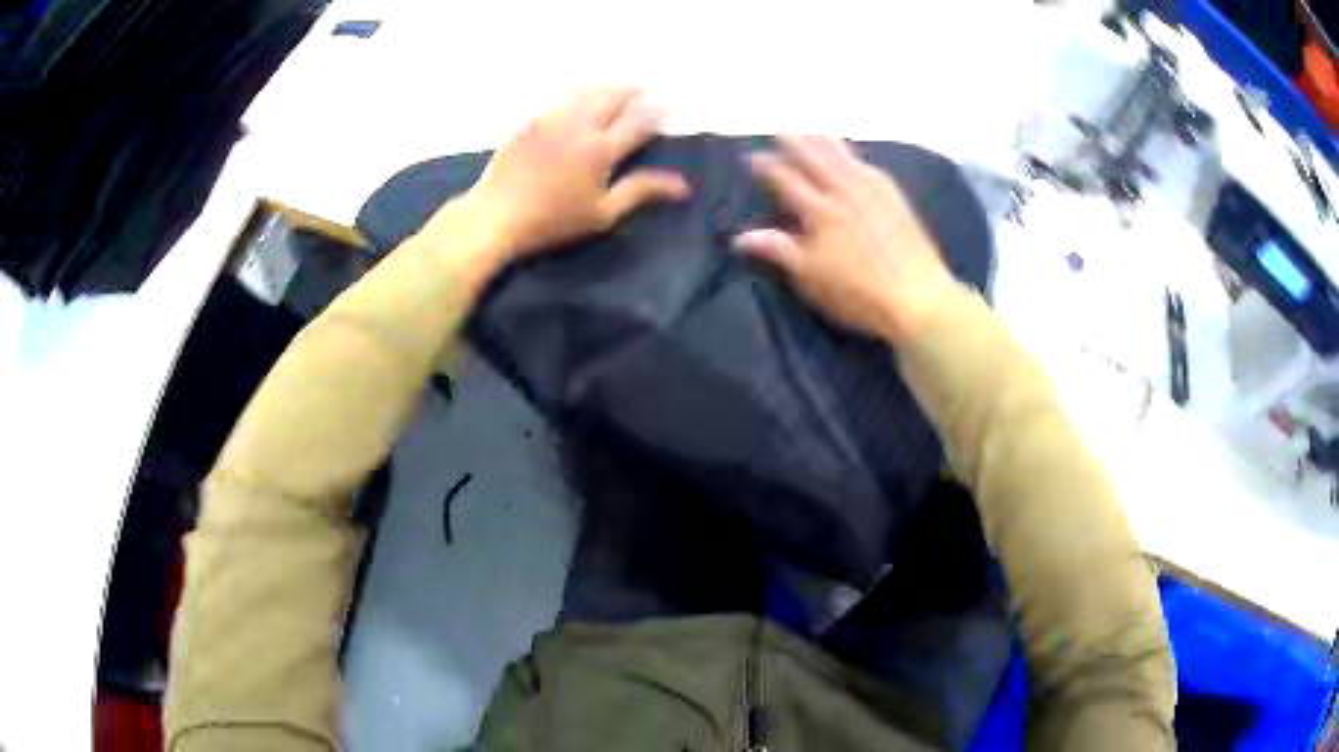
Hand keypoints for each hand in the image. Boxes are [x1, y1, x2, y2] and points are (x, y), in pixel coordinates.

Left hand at [459, 88, 690, 263]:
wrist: (496, 215)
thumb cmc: (553, 222)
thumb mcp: (603, 214)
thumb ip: (641, 192)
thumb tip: (683, 186)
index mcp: (601, 150)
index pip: (637, 123)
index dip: (655, 113)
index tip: (668, 107)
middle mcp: (580, 126)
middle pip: (612, 98)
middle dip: (632, 91)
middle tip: (645, 87)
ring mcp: (552, 120)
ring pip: (586, 94)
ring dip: (606, 88)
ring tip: (617, 87)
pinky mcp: (529, 122)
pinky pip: (559, 99)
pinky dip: (577, 93)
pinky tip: (579, 95)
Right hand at [734, 135, 957, 345]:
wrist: (918, 295)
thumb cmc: (859, 293)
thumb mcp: (811, 277)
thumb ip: (778, 250)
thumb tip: (741, 237)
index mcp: (820, 212)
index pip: (787, 180)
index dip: (767, 166)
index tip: (752, 157)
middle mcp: (845, 192)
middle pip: (815, 159)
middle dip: (795, 143)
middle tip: (779, 131)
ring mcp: (873, 192)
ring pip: (844, 157)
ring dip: (825, 142)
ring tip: (812, 132)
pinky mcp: (896, 199)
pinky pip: (870, 167)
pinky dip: (855, 157)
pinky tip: (853, 157)